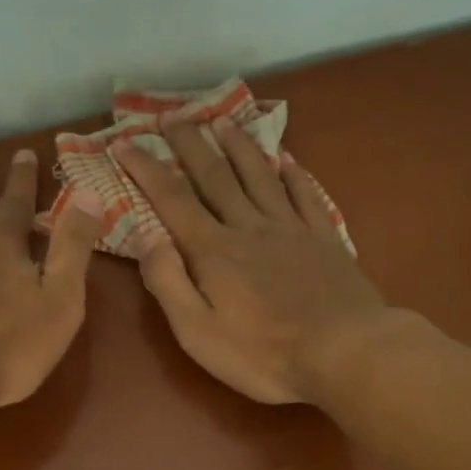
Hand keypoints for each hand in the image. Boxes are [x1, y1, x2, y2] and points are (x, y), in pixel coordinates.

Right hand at [113, 120, 388, 403]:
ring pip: (260, 176)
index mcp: (214, 251)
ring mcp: (291, 229)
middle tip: (172, 116)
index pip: (172, 200)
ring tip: (223, 121)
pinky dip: (293, 174)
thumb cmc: (264, 353)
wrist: (345, 352)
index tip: (125, 143)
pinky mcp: (325, 239)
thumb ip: (168, 283)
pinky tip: (287, 160)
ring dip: (238, 146)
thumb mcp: (198, 332)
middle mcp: (249, 228)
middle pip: (215, 177)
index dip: (146, 170)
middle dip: (189, 144)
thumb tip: (145, 236)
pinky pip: (305, 195)